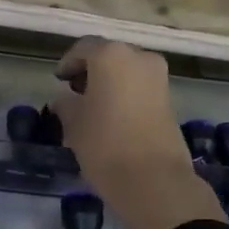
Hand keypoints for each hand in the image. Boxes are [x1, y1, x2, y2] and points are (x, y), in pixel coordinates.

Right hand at [52, 38, 225, 228]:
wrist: (154, 179)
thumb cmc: (104, 143)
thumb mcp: (73, 122)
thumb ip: (65, 103)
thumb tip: (64, 99)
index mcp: (111, 55)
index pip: (83, 48)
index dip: (68, 63)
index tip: (59, 80)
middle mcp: (139, 57)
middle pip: (109, 56)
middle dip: (91, 71)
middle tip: (74, 92)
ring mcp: (159, 77)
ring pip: (127, 71)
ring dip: (109, 83)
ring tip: (93, 107)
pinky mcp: (170, 99)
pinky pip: (140, 87)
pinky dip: (125, 94)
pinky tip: (112, 117)